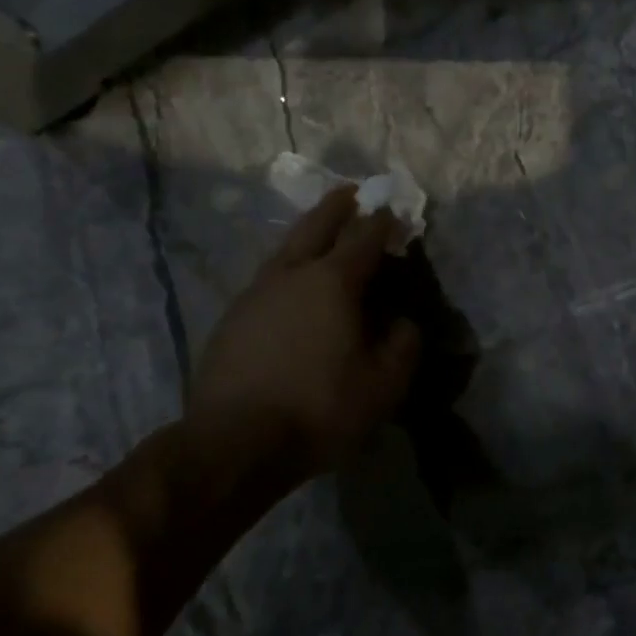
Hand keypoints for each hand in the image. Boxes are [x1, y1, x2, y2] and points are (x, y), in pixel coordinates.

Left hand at [186, 187, 419, 477]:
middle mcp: (292, 274)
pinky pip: (267, 278)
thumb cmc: (318, 408)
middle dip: (338, 206)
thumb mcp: (383, 385)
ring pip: (286, 248)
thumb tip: (402, 322)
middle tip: (351, 192)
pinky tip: (289, 285)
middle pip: (317, 225)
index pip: (365, 237)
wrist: (233, 443)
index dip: (383, 222)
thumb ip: (403, 345)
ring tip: (320, 231)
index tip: (394, 211)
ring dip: (307, 233)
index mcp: (333, 281)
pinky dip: (286, 267)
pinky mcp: (232, 318)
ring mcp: (256, 293)